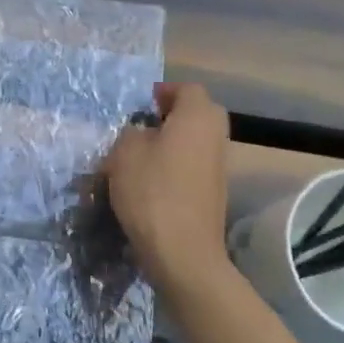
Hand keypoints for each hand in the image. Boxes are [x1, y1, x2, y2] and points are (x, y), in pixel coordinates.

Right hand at [105, 83, 231, 296]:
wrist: (183, 252)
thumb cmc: (152, 192)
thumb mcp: (124, 153)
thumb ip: (132, 133)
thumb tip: (142, 133)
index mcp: (197, 118)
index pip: (188, 89)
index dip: (164, 91)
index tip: (143, 103)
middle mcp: (215, 137)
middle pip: (200, 113)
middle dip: (174, 114)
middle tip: (145, 124)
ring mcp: (219, 167)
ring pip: (198, 141)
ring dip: (175, 141)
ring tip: (142, 155)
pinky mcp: (214, 193)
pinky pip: (196, 165)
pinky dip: (178, 164)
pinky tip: (152, 180)